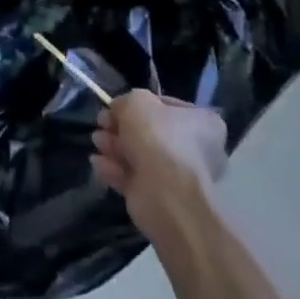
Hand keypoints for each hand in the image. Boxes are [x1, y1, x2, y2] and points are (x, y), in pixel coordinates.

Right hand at [92, 91, 228, 243]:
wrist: (165, 194)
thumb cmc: (158, 138)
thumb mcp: (136, 101)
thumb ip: (125, 101)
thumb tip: (118, 111)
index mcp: (203, 123)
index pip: (167, 106)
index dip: (138, 103)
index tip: (116, 106)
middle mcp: (195, 149)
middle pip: (150, 132)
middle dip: (121, 128)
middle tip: (102, 124)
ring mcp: (177, 176)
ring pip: (139, 155)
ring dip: (114, 146)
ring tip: (96, 141)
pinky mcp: (159, 197)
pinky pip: (133, 177)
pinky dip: (114, 169)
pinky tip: (98, 163)